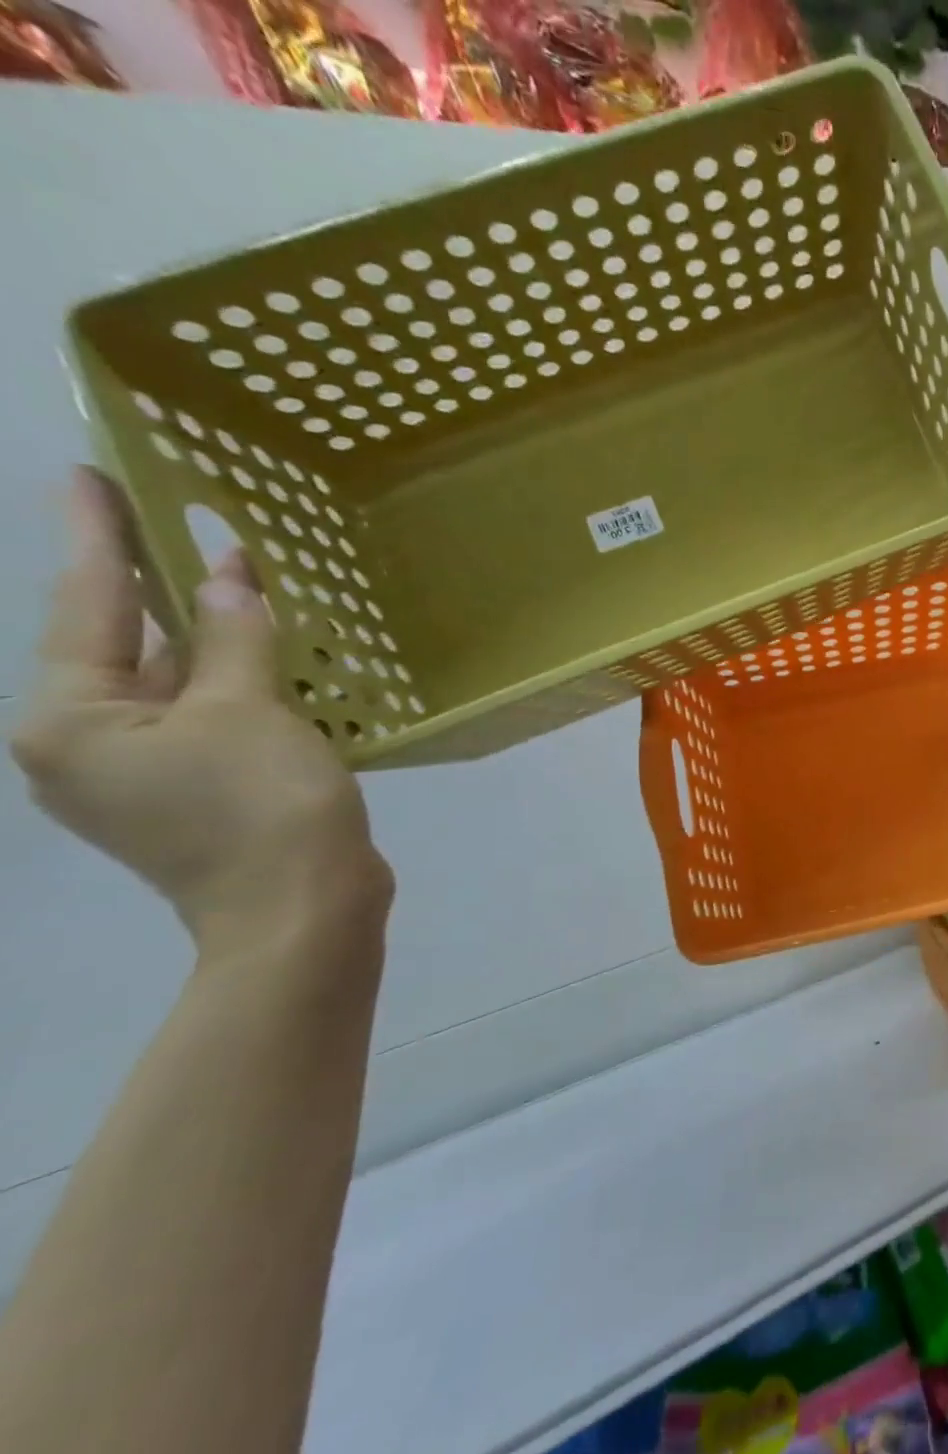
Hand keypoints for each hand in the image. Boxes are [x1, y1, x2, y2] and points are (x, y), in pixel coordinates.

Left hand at [11, 471, 391, 951]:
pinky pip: (211, 717)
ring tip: (241, 589)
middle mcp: (86, 744)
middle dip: (161, 590)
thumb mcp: (248, 711)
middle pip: (125, 646)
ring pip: (175, 685)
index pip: (89, 606)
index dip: (100, 538)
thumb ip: (233, 639)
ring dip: (212, 640)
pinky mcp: (198, 792)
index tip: (93, 476)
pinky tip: (274, 661)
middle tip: (184, 528)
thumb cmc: (262, 806)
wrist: (302, 908)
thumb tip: (225, 576)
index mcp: (71, 720)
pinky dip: (239, 684)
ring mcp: (143, 774)